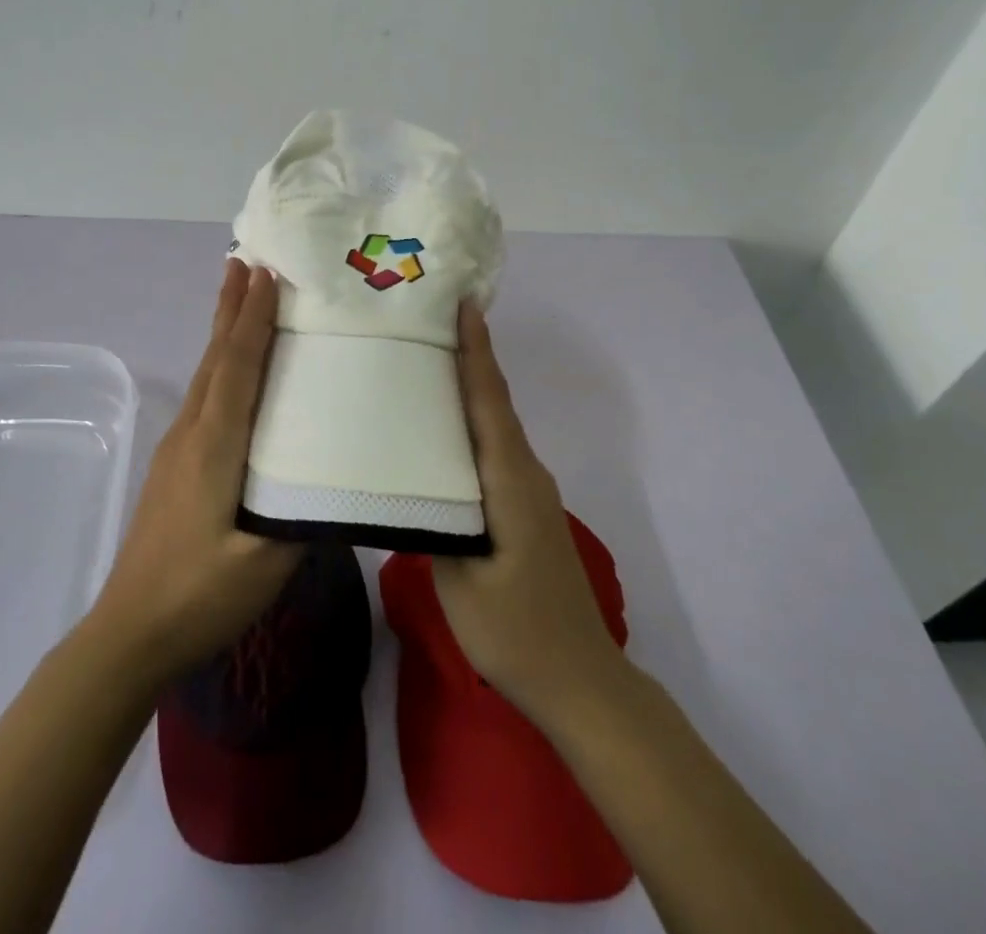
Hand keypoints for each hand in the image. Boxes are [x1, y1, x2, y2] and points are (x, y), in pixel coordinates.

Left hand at [85, 260, 302, 685]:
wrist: (127, 632)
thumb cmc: (198, 595)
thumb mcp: (262, 563)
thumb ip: (301, 514)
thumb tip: (337, 475)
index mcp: (214, 445)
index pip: (237, 366)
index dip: (253, 318)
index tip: (265, 273)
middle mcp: (192, 432)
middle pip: (215, 356)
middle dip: (231, 307)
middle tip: (245, 261)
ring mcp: (177, 447)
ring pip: (206, 373)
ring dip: (223, 330)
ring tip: (237, 297)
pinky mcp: (174, 464)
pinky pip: (203, 395)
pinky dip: (220, 363)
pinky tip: (230, 370)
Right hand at [432, 303, 627, 721]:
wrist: (580, 681)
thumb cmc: (517, 632)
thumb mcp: (459, 583)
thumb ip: (432, 524)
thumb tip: (405, 485)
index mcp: (510, 481)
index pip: (490, 402)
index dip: (476, 352)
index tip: (465, 304)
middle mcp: (525, 473)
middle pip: (493, 403)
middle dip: (468, 357)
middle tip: (427, 321)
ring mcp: (528, 491)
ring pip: (495, 425)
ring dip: (469, 389)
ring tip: (426, 362)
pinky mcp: (524, 508)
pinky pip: (494, 450)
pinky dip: (471, 424)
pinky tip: (442, 430)